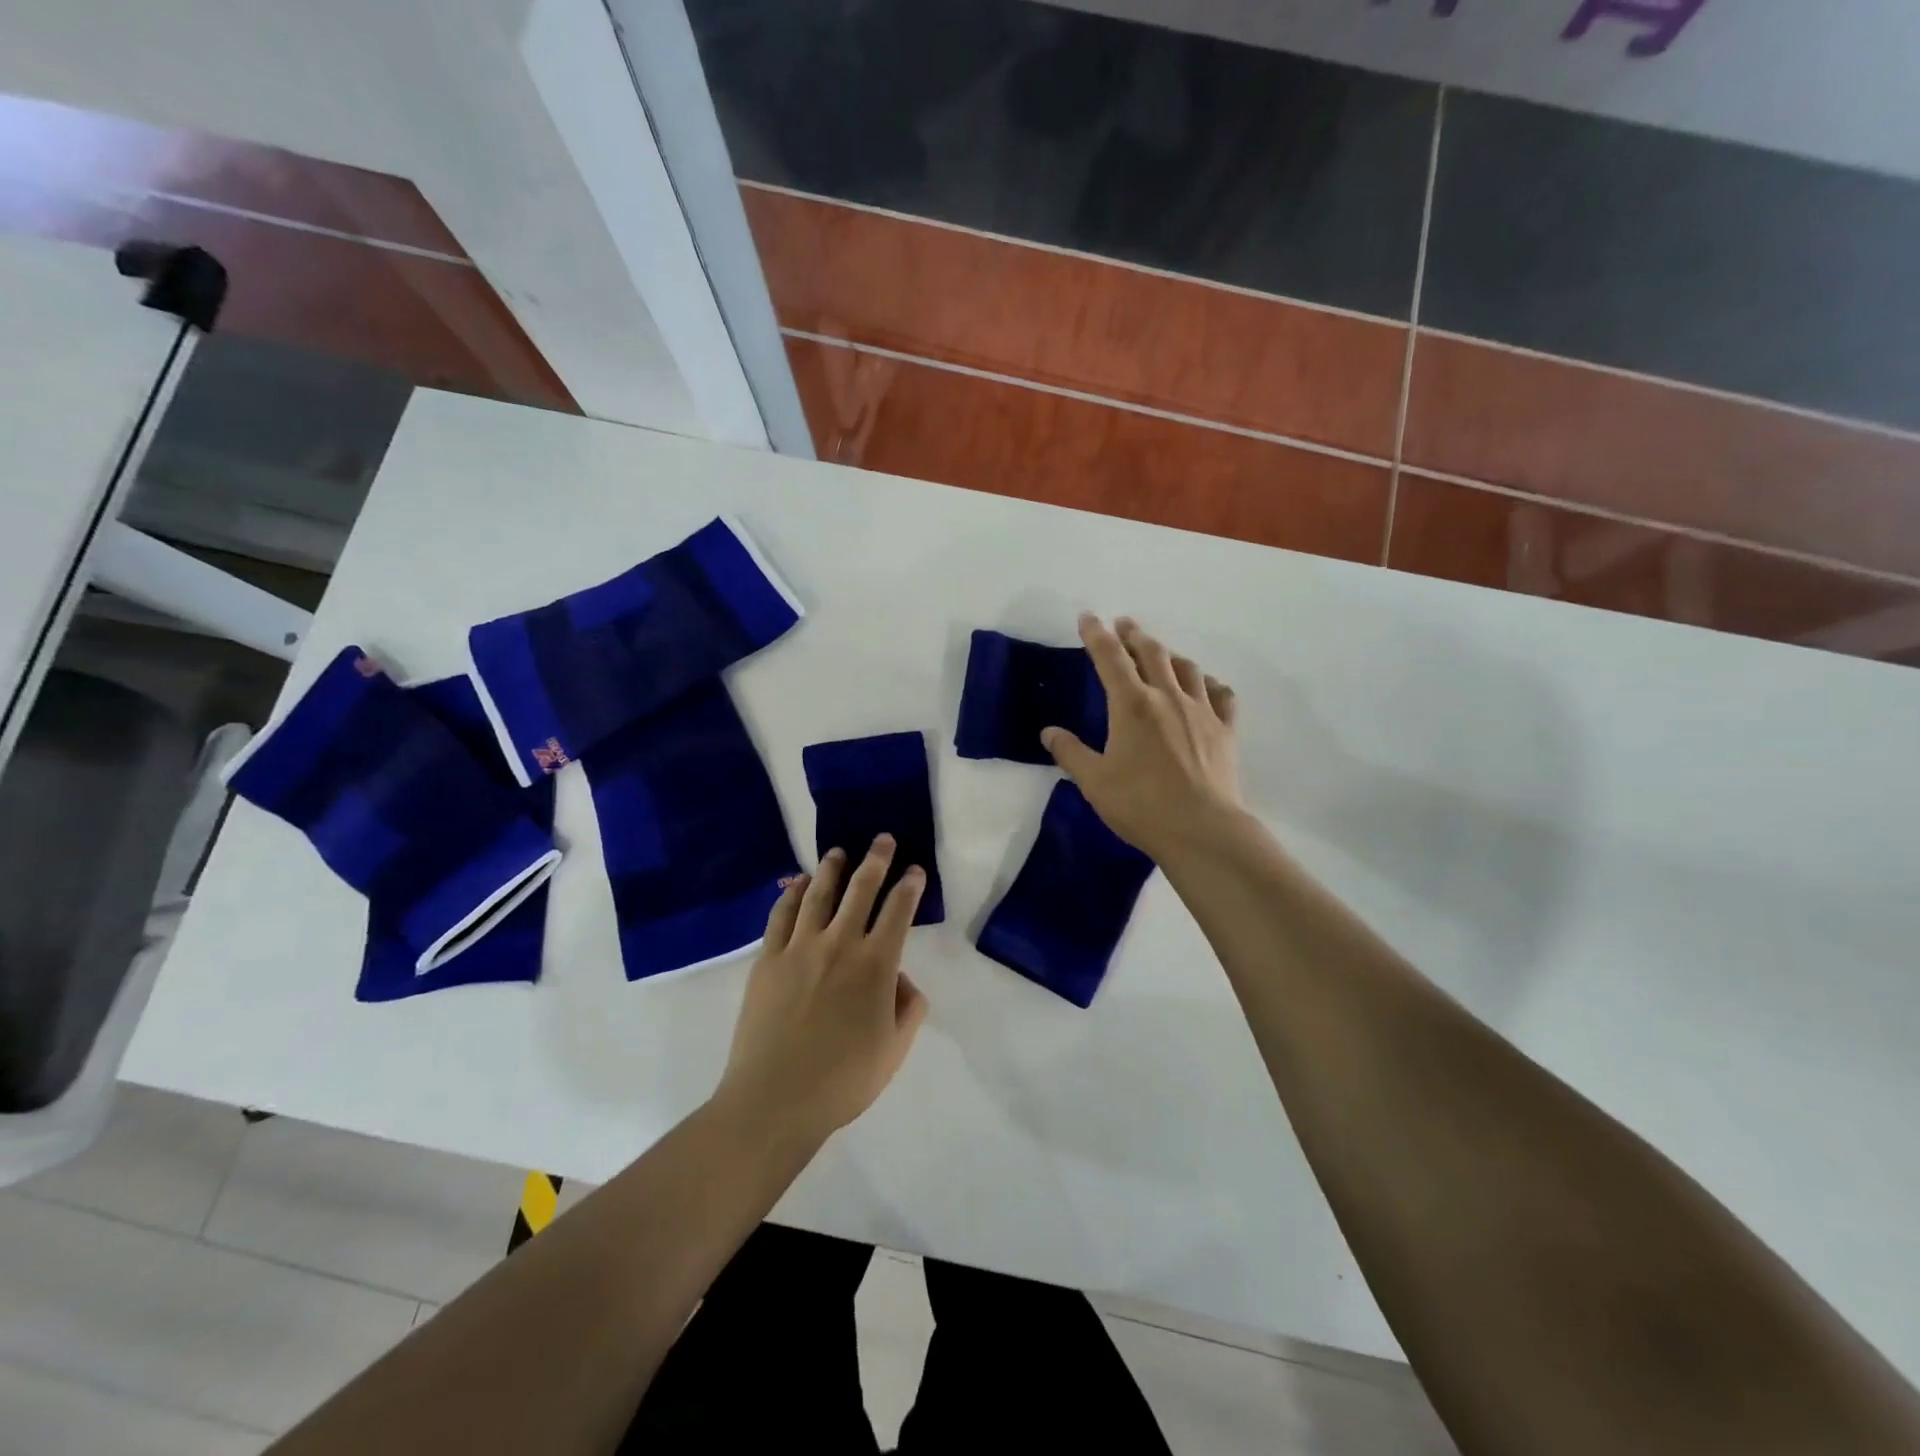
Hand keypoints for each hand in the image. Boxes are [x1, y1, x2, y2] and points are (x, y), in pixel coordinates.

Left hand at [714, 837, 928, 1143]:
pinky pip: (781, 915)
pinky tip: (798, 884)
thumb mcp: (895, 1050)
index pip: (898, 911)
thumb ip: (908, 1007)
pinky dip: (791, 894)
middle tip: (882, 839)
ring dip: (832, 869)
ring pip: (819, 894)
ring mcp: (799, 948)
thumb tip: (900, 978)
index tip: (915, 870)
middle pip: (861, 889)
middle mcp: (840, 944)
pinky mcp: (768, 960)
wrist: (775, 1099)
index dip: (910, 886)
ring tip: (838, 851)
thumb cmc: (843, 1080)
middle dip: (876, 860)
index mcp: (876, 965)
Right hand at [1043, 613, 1242, 860]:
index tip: (1088, 617)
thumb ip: (1070, 752)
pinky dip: (1208, 683)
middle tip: (1124, 624)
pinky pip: (1220, 694)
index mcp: (1131, 704)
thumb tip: (1049, 732)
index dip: (1096, 634)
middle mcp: (1167, 697)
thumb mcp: (1093, 781)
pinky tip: (1204, 685)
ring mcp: (1201, 711)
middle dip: (1134, 634)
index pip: (1109, 657)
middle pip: (1151, 652)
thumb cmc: (1140, 804)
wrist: (1201, 829)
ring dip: (1169, 654)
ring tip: (1160, 652)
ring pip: (1186, 668)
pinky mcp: (1225, 730)